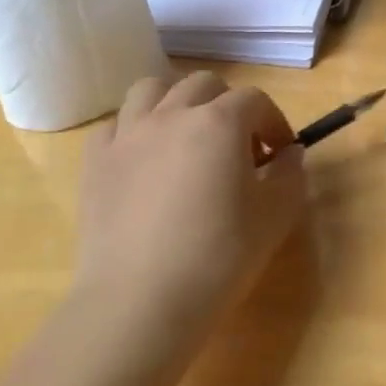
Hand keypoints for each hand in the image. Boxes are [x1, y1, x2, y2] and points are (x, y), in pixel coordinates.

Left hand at [70, 71, 306, 356]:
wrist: (141, 300)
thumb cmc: (220, 255)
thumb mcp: (275, 215)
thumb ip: (290, 175)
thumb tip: (289, 155)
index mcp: (220, 123)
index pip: (255, 100)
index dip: (274, 122)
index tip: (280, 154)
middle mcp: (172, 115)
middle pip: (204, 85)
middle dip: (229, 106)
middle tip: (239, 147)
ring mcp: (127, 135)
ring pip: (151, 90)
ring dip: (177, 103)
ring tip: (188, 138)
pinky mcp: (95, 162)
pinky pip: (116, 125)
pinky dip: (136, 131)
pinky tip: (146, 161)